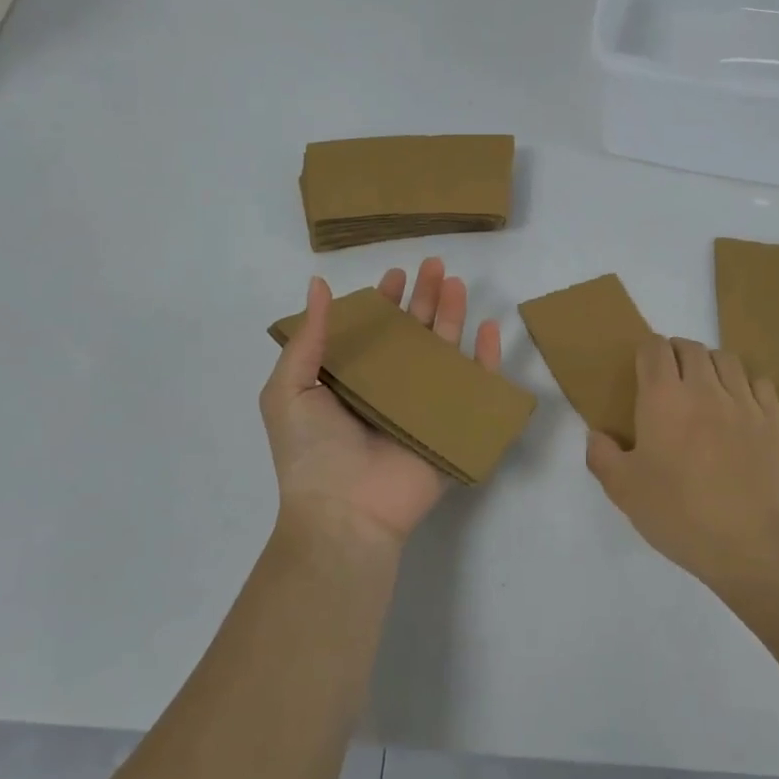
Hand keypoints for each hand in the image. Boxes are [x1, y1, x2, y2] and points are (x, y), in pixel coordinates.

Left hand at [262, 257, 501, 550]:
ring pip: (443, 352)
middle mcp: (388, 389)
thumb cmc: (311, 451)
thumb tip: (318, 286)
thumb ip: (308, 338)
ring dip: (452, 316)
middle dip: (423, 298)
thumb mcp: (288, 389)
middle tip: (434, 266)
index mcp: (351, 380)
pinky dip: (486, 358)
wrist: (344, 512)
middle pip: (412, 334)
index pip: (373, 331)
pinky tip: (490, 328)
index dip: (383, 302)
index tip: (395, 275)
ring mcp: (422, 407)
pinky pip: (475, 387)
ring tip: (456, 283)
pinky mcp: (451, 426)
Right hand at [585, 337, 778, 585]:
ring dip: (711, 365)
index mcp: (662, 399)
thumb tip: (596, 435)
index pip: (654, 349)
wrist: (748, 542)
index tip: (642, 369)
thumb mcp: (623, 490)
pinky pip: (760, 383)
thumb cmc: (678, 513)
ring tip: (705, 387)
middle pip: (691, 347)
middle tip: (670, 379)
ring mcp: (743, 402)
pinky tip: (739, 405)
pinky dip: (746, 384)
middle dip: (676, 354)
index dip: (646, 352)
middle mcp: (704, 389)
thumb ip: (602, 456)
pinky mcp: (773, 421)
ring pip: (727, 359)